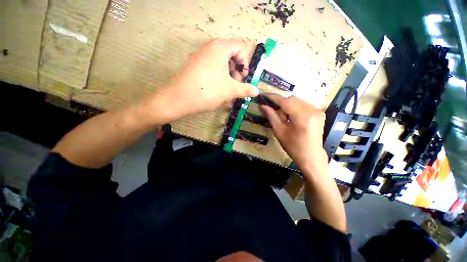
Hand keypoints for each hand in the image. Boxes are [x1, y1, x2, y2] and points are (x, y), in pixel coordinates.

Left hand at [163, 38, 258, 116]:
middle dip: (236, 72)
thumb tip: (257, 91)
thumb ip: (246, 89)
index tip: (243, 77)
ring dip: (228, 77)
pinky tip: (219, 91)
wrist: (179, 98)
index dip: (245, 63)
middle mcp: (210, 47)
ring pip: (222, 64)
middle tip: (236, 86)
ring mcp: (201, 56)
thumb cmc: (208, 90)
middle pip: (231, 55)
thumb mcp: (230, 90)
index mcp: (220, 47)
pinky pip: (212, 68)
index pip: (240, 47)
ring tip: (228, 92)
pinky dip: (219, 78)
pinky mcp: (195, 66)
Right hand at [260, 93, 326, 172]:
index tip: (264, 95)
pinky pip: (303, 105)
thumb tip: (263, 106)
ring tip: (285, 118)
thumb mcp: (279, 131)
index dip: (273, 97)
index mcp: (302, 116)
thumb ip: (271, 116)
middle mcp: (312, 110)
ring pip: (297, 101)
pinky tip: (293, 118)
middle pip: (292, 100)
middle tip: (276, 114)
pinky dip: (295, 108)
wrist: (311, 156)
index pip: (285, 101)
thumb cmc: (293, 146)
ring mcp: (318, 111)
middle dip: (281, 104)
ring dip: (288, 107)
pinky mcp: (319, 113)